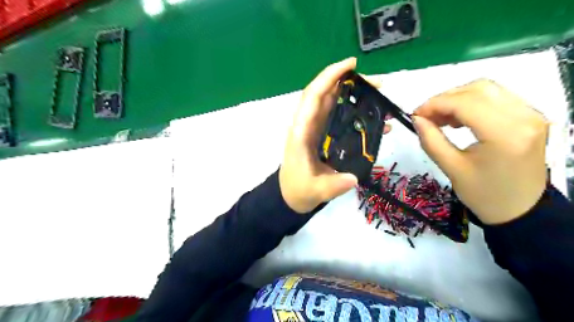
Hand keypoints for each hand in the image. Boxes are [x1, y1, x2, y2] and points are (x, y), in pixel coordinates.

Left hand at [279, 58, 389, 213]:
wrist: (291, 195)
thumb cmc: (298, 189)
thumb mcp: (315, 190)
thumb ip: (332, 185)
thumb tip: (353, 177)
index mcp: (301, 132)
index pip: (313, 97)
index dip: (329, 77)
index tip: (351, 65)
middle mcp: (308, 125)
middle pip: (326, 94)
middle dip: (350, 83)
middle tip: (378, 84)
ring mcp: (316, 129)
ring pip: (333, 103)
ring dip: (354, 95)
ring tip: (380, 96)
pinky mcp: (323, 135)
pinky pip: (339, 117)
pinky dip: (355, 113)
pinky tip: (374, 118)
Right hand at [413, 79, 545, 223]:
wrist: (520, 210)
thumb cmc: (484, 194)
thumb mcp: (451, 169)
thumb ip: (431, 140)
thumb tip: (416, 119)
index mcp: (504, 134)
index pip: (465, 103)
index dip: (435, 104)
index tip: (415, 115)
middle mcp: (524, 117)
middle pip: (478, 89)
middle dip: (445, 99)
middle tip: (426, 116)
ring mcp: (531, 115)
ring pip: (488, 90)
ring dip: (458, 99)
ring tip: (440, 118)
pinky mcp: (530, 118)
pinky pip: (497, 98)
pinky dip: (472, 103)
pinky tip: (459, 119)